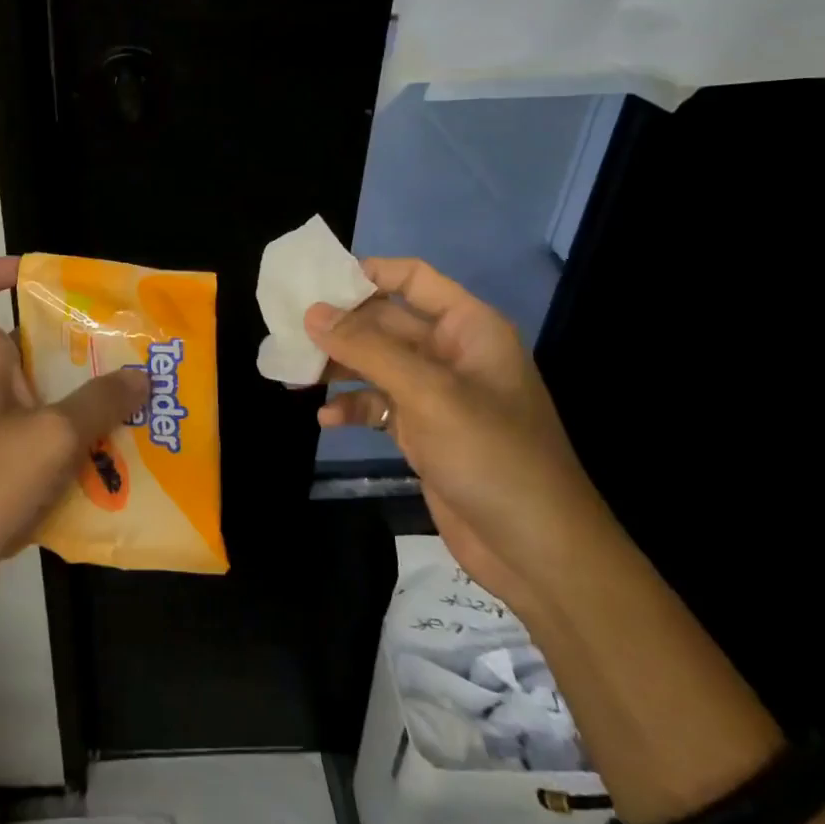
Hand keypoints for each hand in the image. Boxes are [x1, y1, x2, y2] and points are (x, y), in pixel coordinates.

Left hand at [0, 257, 150, 598]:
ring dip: (84, 406)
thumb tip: (139, 376)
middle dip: (76, 349)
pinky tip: (115, 468)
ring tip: (136, 411)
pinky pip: (43, 448)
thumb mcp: (52, 436)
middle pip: (25, 348)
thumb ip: (99, 403)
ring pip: (42, 402)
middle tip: (127, 355)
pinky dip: (74, 452)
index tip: (35, 275)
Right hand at [306, 257, 613, 614]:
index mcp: (468, 328)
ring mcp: (436, 395)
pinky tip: (325, 419)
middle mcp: (452, 353)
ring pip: (376, 365)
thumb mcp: (428, 393)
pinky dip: (353, 408)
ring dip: (338, 368)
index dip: (367, 273)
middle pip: (385, 322)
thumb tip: (312, 313)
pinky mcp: (424, 432)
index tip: (315, 281)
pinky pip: (379, 406)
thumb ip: (368, 348)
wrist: (536, 550)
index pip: (413, 278)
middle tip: (288, 331)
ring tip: (293, 375)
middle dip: (340, 327)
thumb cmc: (491, 455)